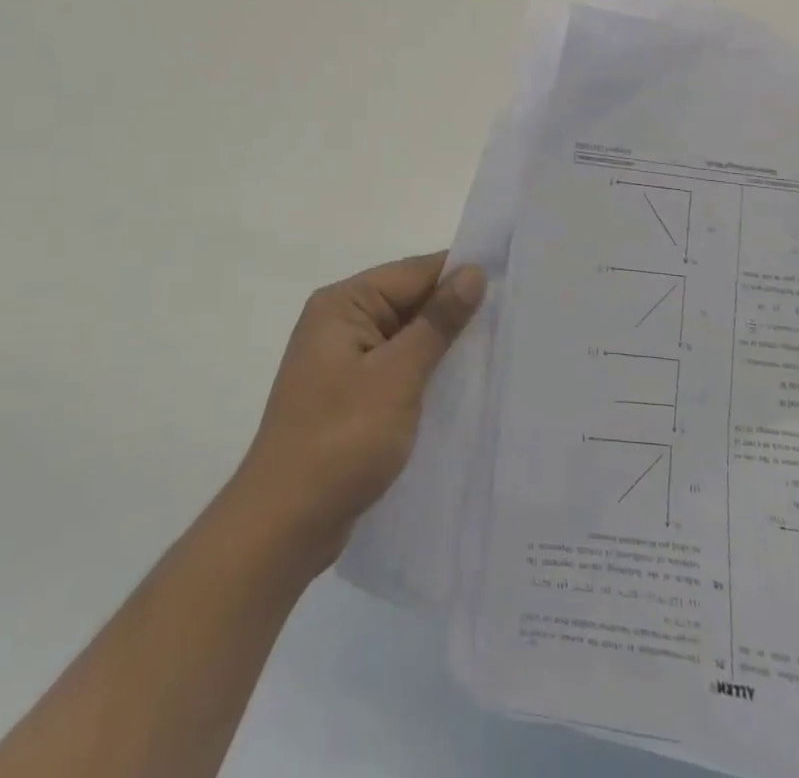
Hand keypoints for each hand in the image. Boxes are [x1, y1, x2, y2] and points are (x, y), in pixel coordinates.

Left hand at [234, 252, 485, 573]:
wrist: (283, 525)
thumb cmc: (341, 440)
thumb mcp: (397, 376)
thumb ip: (437, 322)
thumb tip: (473, 272)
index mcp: (343, 304)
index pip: (413, 272)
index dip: (460, 275)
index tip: (511, 283)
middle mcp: (339, 322)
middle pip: (409, 301)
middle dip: (455, 311)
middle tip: (514, 319)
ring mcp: (342, 360)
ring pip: (405, 337)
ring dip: (443, 346)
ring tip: (500, 350)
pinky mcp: (349, 395)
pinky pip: (396, 368)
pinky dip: (425, 372)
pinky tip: (462, 386)